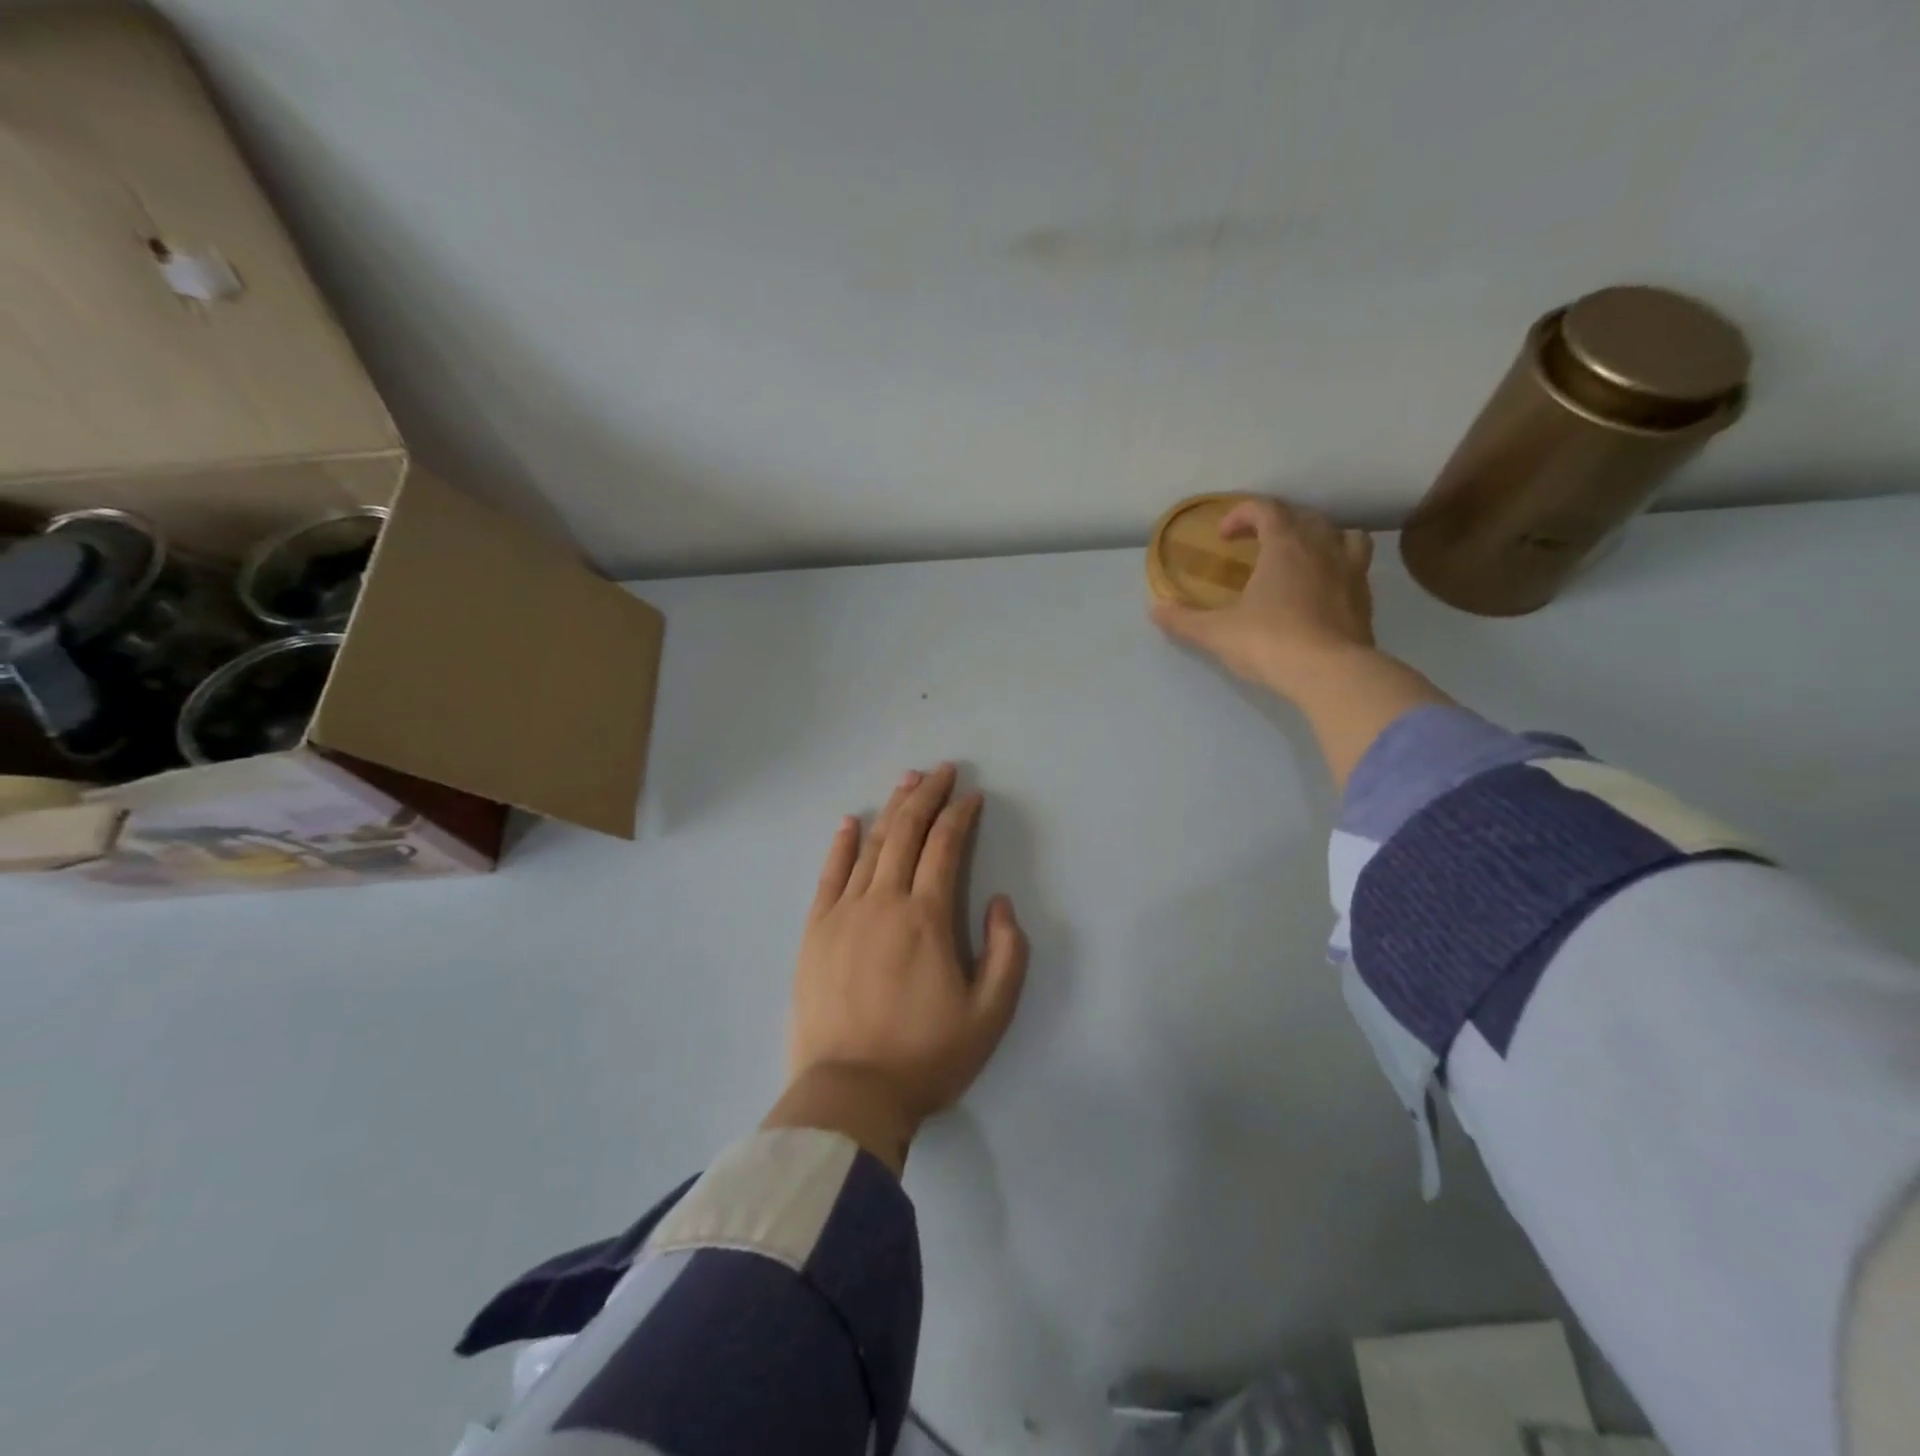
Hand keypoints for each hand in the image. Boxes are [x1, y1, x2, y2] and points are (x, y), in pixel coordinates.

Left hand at [769, 764, 1027, 1172]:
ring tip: (908, 781)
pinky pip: (830, 874)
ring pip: (871, 845)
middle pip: (907, 832)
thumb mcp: (990, 1014)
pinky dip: (842, 843)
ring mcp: (844, 912)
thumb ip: (1007, 953)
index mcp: (927, 917)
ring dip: (892, 809)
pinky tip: (850, 821)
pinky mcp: (816, 930)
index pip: (945, 846)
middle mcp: (884, 901)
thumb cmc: (926, 1056)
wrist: (850, 1094)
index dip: (961, 815)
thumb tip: (998, 902)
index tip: (973, 797)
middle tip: (943, 770)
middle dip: (928, 796)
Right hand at [1151, 496, 1375, 700]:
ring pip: (1341, 535)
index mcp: (1284, 546)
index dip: (1241, 514)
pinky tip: (1323, 589)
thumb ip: (1184, 620)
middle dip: (1277, 521)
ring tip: (1301, 557)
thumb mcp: (1216, 633)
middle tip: (1257, 543)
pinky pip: (1356, 567)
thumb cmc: (1269, 642)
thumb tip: (1155, 609)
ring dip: (1319, 537)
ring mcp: (1350, 571)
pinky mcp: (1365, 598)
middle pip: (1303, 516)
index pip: (1265, 508)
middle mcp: (1321, 548)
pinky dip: (1339, 567)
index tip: (1223, 536)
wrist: (1331, 674)